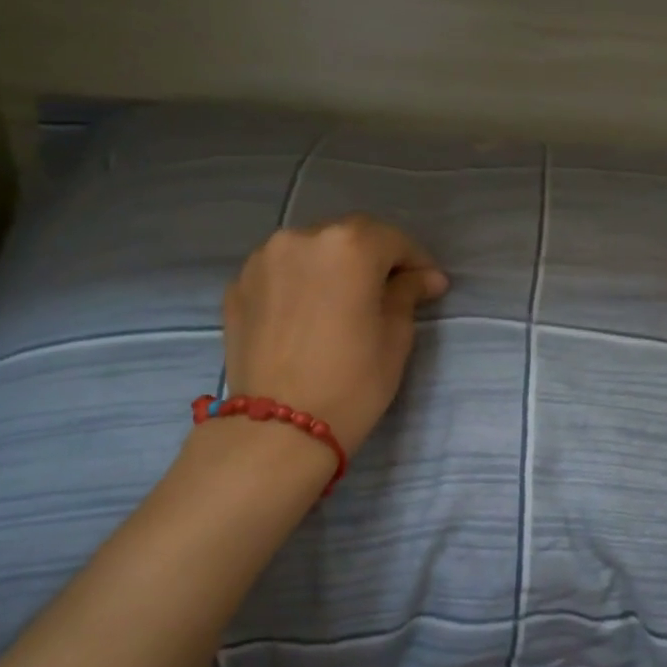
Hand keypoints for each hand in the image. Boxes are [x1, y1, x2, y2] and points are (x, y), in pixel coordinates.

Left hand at [222, 215, 448, 454]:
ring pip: (311, 252)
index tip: (429, 284)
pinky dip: (301, 284)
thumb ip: (407, 294)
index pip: (392, 239)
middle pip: (348, 237)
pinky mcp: (238, 286)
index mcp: (348, 247)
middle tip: (390, 291)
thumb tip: (425, 278)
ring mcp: (262, 260)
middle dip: (373, 258)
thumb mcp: (395, 338)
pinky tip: (310, 316)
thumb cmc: (352, 383)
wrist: (279, 430)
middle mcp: (300, 238)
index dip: (415, 260)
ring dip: (333, 268)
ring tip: (345, 303)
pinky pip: (281, 274)